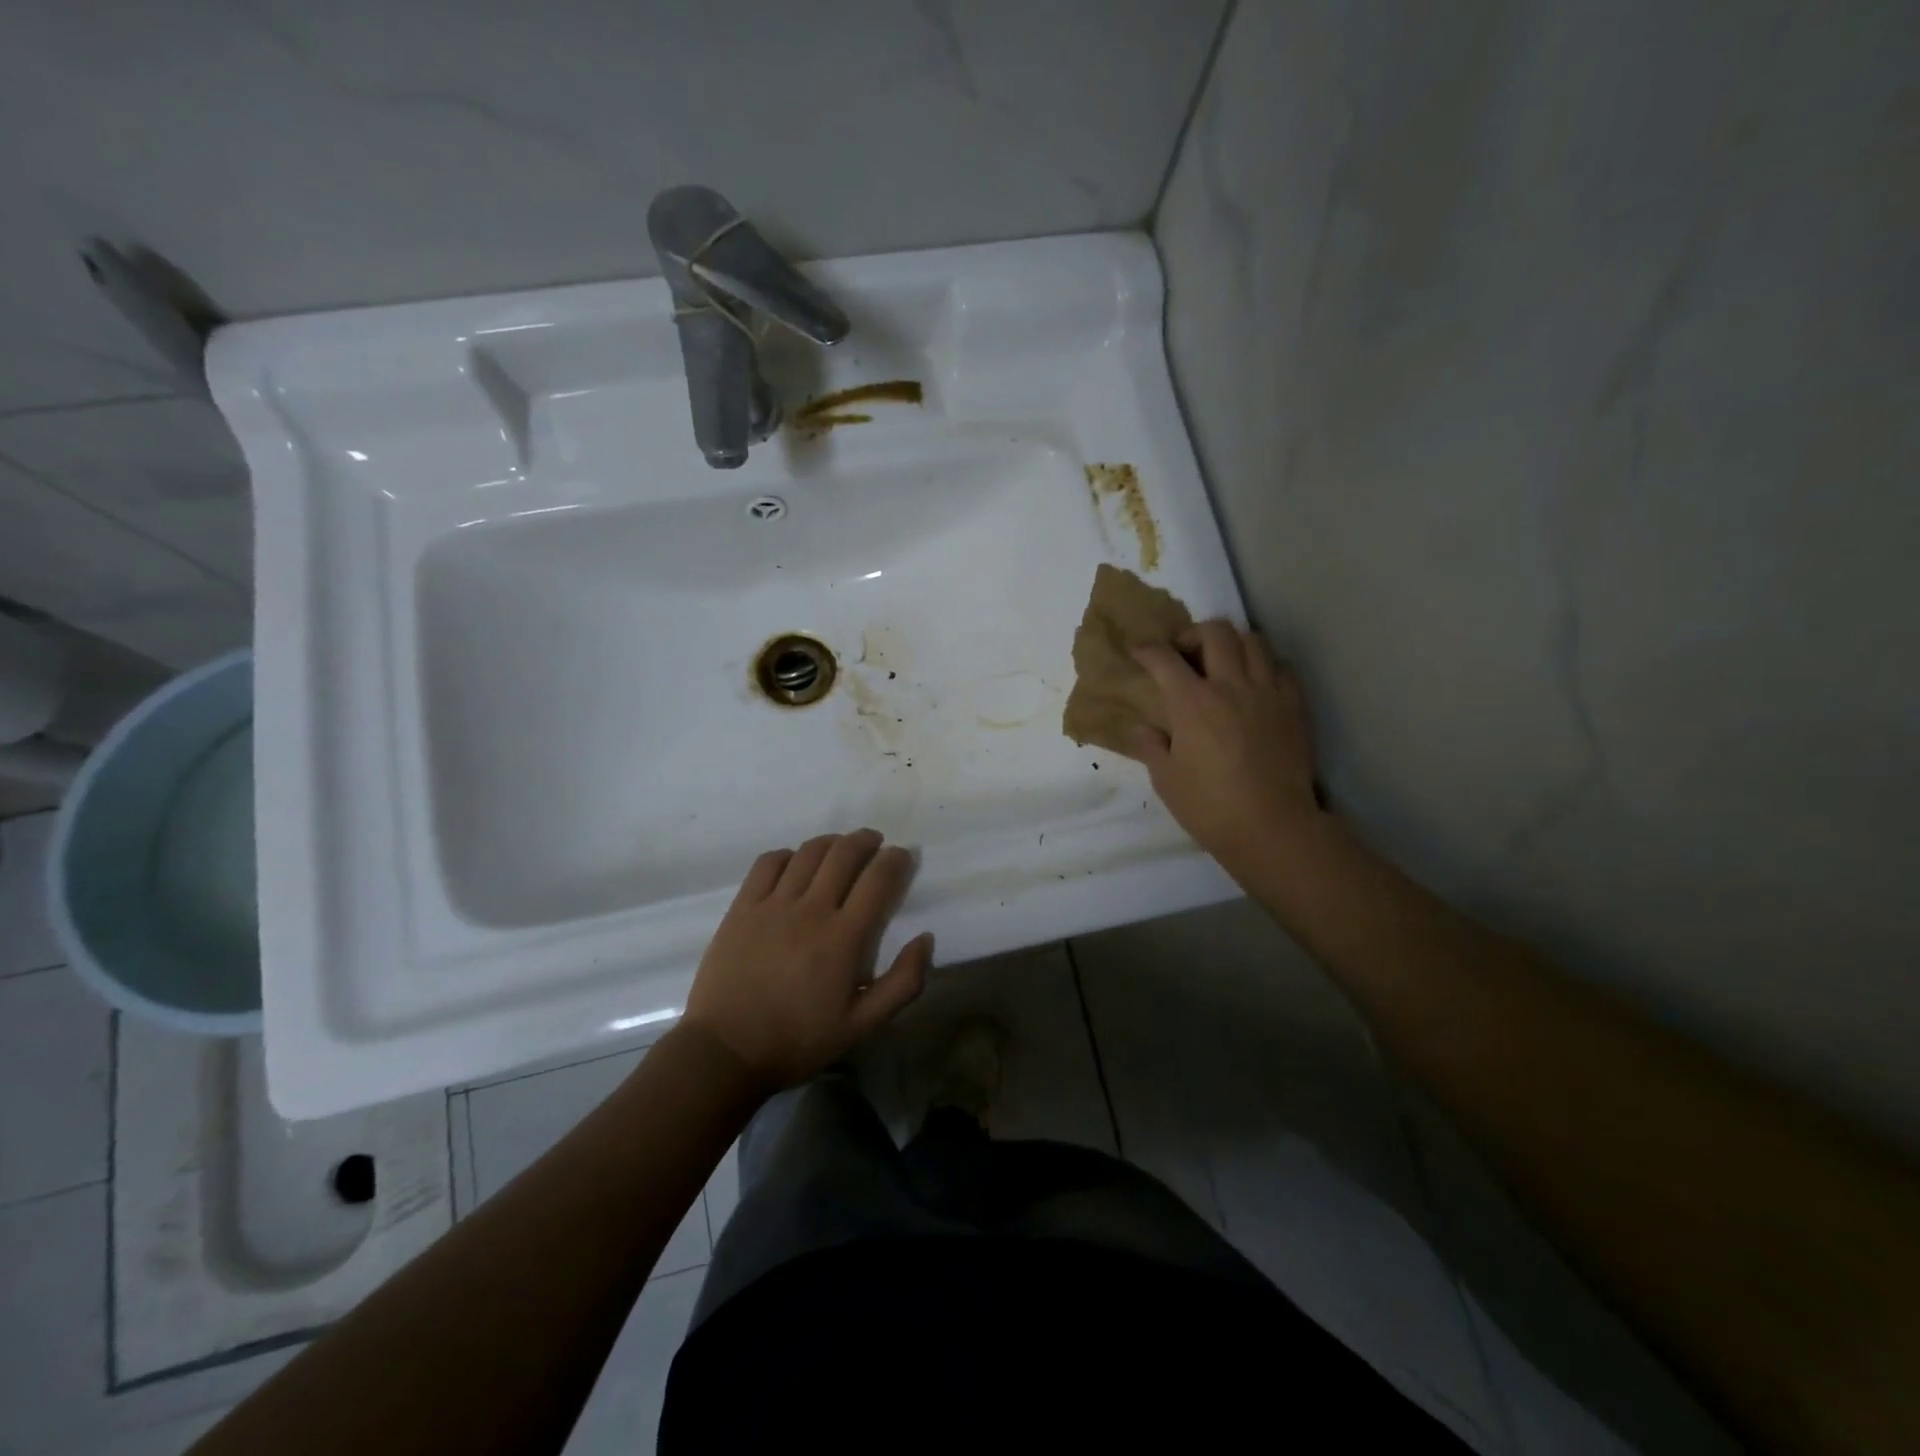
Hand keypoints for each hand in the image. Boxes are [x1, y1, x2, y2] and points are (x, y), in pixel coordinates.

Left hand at [684, 830, 931, 1090]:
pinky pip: (768, 863)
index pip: (878, 879)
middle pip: (844, 853)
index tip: (902, 856)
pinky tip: (794, 863)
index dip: (895, 860)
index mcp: (844, 936)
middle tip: (874, 843)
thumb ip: (903, 983)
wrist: (726, 1051)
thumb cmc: (799, 1040)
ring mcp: (773, 904)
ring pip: (808, 852)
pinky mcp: (743, 907)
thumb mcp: (862, 1025)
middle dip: (866, 841)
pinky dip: (788, 855)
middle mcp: (811, 909)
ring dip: (831, 842)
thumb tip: (925, 939)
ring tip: (840, 847)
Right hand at [1124, 622, 1323, 874]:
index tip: (1139, 653)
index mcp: (1192, 703)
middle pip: (1215, 632)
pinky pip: (1281, 668)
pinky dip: (1264, 666)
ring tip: (1222, 664)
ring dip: (1232, 644)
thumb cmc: (1209, 807)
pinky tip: (1254, 685)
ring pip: (1253, 641)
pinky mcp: (1294, 707)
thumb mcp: (1165, 779)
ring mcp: (1268, 693)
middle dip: (1193, 634)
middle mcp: (1231, 686)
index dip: (1147, 650)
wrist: (1272, 827)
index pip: (1164, 658)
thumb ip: (1150, 745)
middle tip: (1184, 654)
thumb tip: (1141, 727)